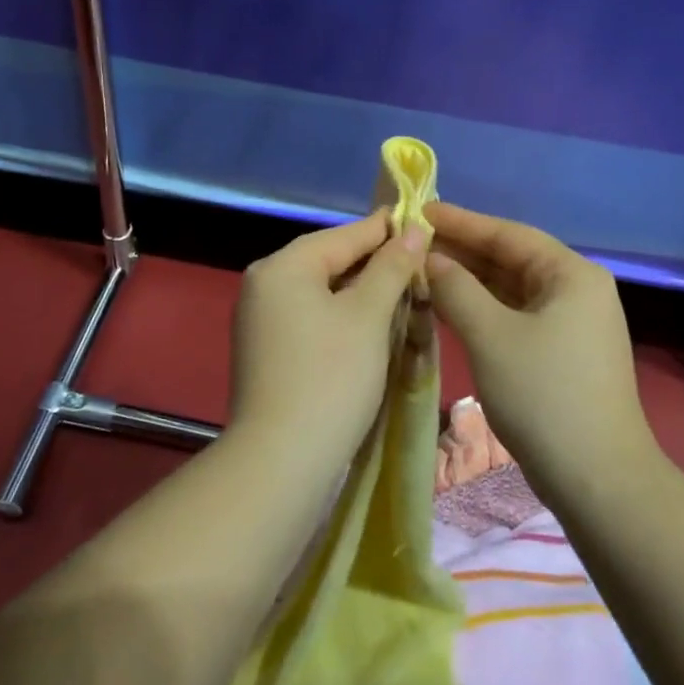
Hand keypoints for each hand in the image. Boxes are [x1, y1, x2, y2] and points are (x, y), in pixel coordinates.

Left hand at [228, 212, 427, 467]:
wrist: (280, 462)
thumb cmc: (331, 377)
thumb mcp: (369, 316)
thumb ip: (391, 267)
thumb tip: (412, 230)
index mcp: (283, 266)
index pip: (344, 235)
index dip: (386, 229)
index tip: (423, 222)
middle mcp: (264, 285)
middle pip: (329, 261)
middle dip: (375, 263)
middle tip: (420, 263)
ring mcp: (260, 320)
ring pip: (322, 291)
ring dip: (362, 292)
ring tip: (404, 292)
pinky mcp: (267, 351)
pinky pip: (311, 317)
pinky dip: (342, 316)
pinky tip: (372, 325)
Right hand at [423, 202, 650, 488]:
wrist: (598, 481)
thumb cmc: (544, 396)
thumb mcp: (490, 336)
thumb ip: (456, 289)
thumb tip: (431, 260)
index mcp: (571, 274)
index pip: (508, 233)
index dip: (461, 222)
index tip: (420, 211)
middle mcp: (577, 289)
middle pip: (511, 259)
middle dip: (462, 252)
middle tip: (413, 243)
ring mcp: (573, 323)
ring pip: (512, 289)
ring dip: (469, 282)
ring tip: (422, 271)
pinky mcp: (563, 352)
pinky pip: (517, 315)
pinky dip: (483, 309)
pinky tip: (449, 307)